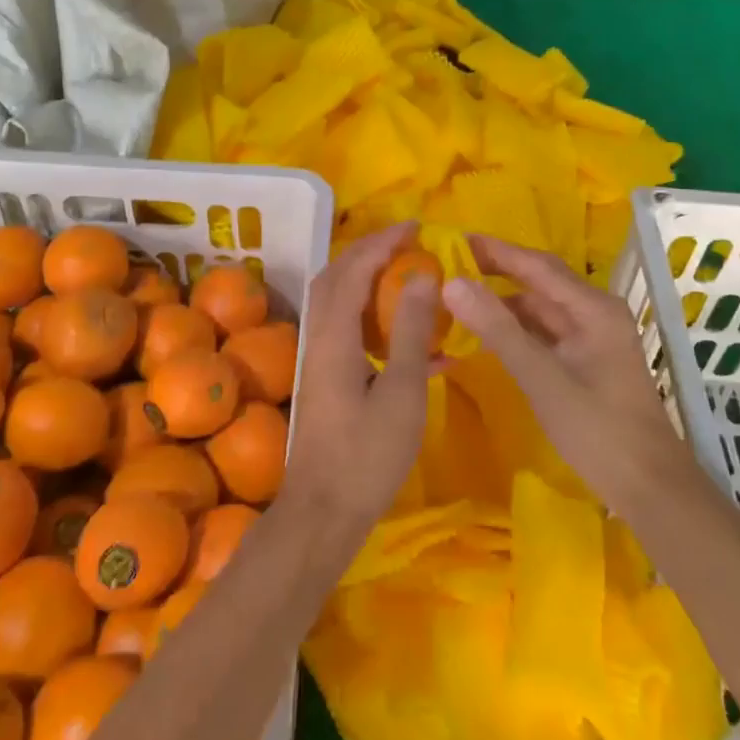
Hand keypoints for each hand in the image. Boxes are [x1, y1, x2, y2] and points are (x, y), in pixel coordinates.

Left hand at [283, 223, 438, 529]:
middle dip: (370, 253)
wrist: (323, 513)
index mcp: (333, 334)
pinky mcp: (325, 380)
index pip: (354, 268)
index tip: (415, 227)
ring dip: (369, 282)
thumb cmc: (367, 455)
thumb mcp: (401, 392)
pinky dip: (373, 320)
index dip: (382, 242)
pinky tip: (413, 343)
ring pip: (339, 303)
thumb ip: (410, 331)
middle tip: (408, 245)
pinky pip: (347, 331)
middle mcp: (318, 337)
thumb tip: (421, 276)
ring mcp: (318, 359)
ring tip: (409, 279)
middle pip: (336, 277)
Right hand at [442, 235, 693, 515]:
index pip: (536, 265)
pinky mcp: (587, 360)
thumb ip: (497, 329)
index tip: (454, 239)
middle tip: (450, 265)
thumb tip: (452, 283)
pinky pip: (545, 331)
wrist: (649, 487)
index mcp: (592, 308)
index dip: (495, 250)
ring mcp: (593, 337)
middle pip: (540, 281)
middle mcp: (595, 313)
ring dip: (504, 301)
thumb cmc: (597, 429)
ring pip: (541, 307)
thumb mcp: (541, 377)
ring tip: (460, 297)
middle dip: (497, 271)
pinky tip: (488, 333)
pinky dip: (516, 327)